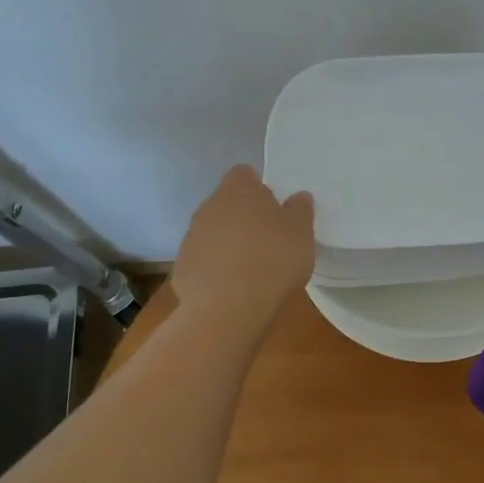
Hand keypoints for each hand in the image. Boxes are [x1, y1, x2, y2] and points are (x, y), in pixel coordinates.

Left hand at [172, 166, 315, 327]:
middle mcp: (209, 206)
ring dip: (228, 243)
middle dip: (244, 217)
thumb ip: (300, 210)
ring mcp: (191, 237)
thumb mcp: (302, 233)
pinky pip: (203, 261)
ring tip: (251, 268)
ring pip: (213, 232)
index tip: (275, 209)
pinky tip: (232, 289)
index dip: (260, 188)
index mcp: (238, 190)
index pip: (244, 174)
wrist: (227, 308)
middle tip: (268, 240)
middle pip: (227, 203)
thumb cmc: (272, 260)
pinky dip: (215, 269)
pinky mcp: (181, 268)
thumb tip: (298, 197)